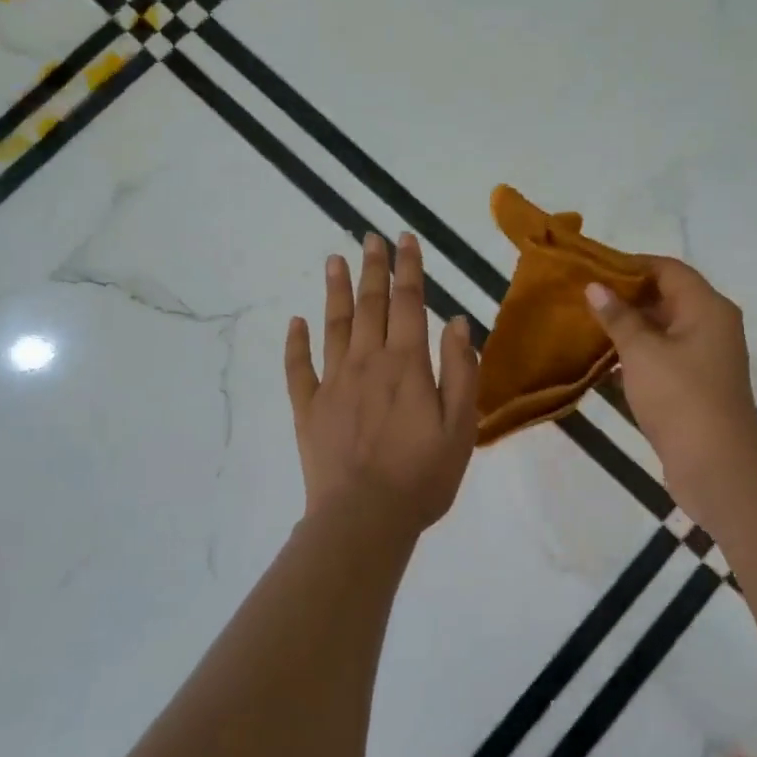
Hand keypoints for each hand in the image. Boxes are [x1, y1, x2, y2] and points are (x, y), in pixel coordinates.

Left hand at [285, 232, 479, 540]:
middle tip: (369, 237)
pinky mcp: (308, 408)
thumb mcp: (460, 427)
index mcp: (406, 364)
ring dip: (335, 291)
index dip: (408, 269)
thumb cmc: (422, 476)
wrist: (364, 519)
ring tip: (334, 259)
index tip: (404, 240)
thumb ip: (460, 371)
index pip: (409, 303)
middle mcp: (367, 362)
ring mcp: (333, 383)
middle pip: (370, 305)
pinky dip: (295, 343)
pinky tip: (295, 322)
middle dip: (372, 268)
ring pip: (333, 325)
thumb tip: (456, 321)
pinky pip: (298, 368)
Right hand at [584, 259, 756, 507]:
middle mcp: (712, 325)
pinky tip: (605, 360)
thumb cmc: (679, 398)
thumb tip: (595, 286)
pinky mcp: (697, 383)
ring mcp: (706, 356)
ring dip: (629, 326)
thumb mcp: (641, 352)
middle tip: (584, 297)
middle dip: (626, 295)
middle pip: (667, 296)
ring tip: (587, 324)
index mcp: (707, 307)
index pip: (667, 268)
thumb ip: (618, 317)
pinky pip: (664, 354)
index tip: (592, 269)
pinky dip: (638, 353)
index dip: (630, 264)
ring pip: (664, 328)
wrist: (717, 466)